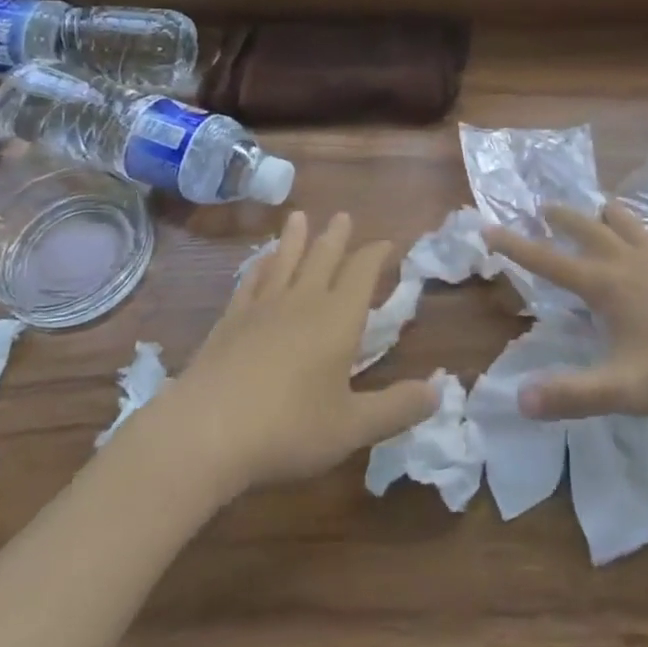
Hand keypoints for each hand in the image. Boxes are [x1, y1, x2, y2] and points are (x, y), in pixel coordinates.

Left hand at [161, 212, 437, 493]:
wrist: (208, 431)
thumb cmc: (289, 428)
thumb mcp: (352, 427)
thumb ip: (397, 408)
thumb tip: (439, 390)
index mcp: (337, 319)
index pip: (361, 273)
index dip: (375, 255)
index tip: (386, 242)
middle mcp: (302, 301)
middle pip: (323, 257)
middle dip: (336, 236)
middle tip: (343, 215)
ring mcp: (262, 308)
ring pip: (284, 261)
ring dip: (295, 238)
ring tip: (299, 217)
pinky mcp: (230, 321)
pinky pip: (250, 282)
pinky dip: (258, 267)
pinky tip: (259, 261)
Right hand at [485, 201, 647, 419]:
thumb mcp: (623, 388)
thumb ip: (572, 394)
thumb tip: (520, 399)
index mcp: (604, 285)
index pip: (548, 261)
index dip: (515, 246)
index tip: (488, 228)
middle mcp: (627, 262)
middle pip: (586, 229)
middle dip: (561, 217)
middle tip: (543, 206)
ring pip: (627, 223)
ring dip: (608, 214)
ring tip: (600, 206)